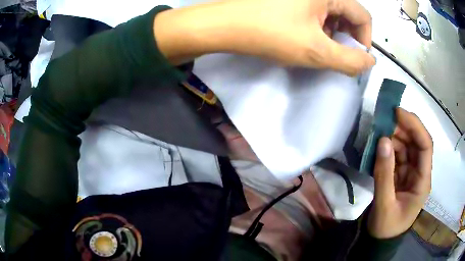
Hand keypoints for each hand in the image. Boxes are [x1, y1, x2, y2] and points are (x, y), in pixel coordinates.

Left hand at [154, 0, 374, 75]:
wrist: (226, 25)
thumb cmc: (271, 33)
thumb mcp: (317, 51)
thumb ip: (350, 60)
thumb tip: (370, 62)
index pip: (363, 16)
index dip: (364, 40)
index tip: (355, 58)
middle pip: (348, 13)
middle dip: (347, 37)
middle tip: (334, 54)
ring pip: (332, 14)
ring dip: (332, 34)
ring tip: (317, 48)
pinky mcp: (292, 0)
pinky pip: (316, 12)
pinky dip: (318, 27)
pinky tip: (306, 38)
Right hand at [368, 108, 432, 238]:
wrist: (379, 240)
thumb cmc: (386, 228)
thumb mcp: (384, 205)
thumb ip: (384, 175)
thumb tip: (383, 140)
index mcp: (423, 181)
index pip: (425, 146)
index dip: (415, 126)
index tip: (397, 113)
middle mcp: (420, 172)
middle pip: (416, 142)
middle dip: (402, 128)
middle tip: (384, 119)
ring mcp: (410, 173)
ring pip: (406, 146)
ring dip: (394, 136)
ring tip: (378, 132)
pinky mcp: (401, 174)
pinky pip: (396, 155)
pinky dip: (388, 148)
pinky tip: (378, 145)